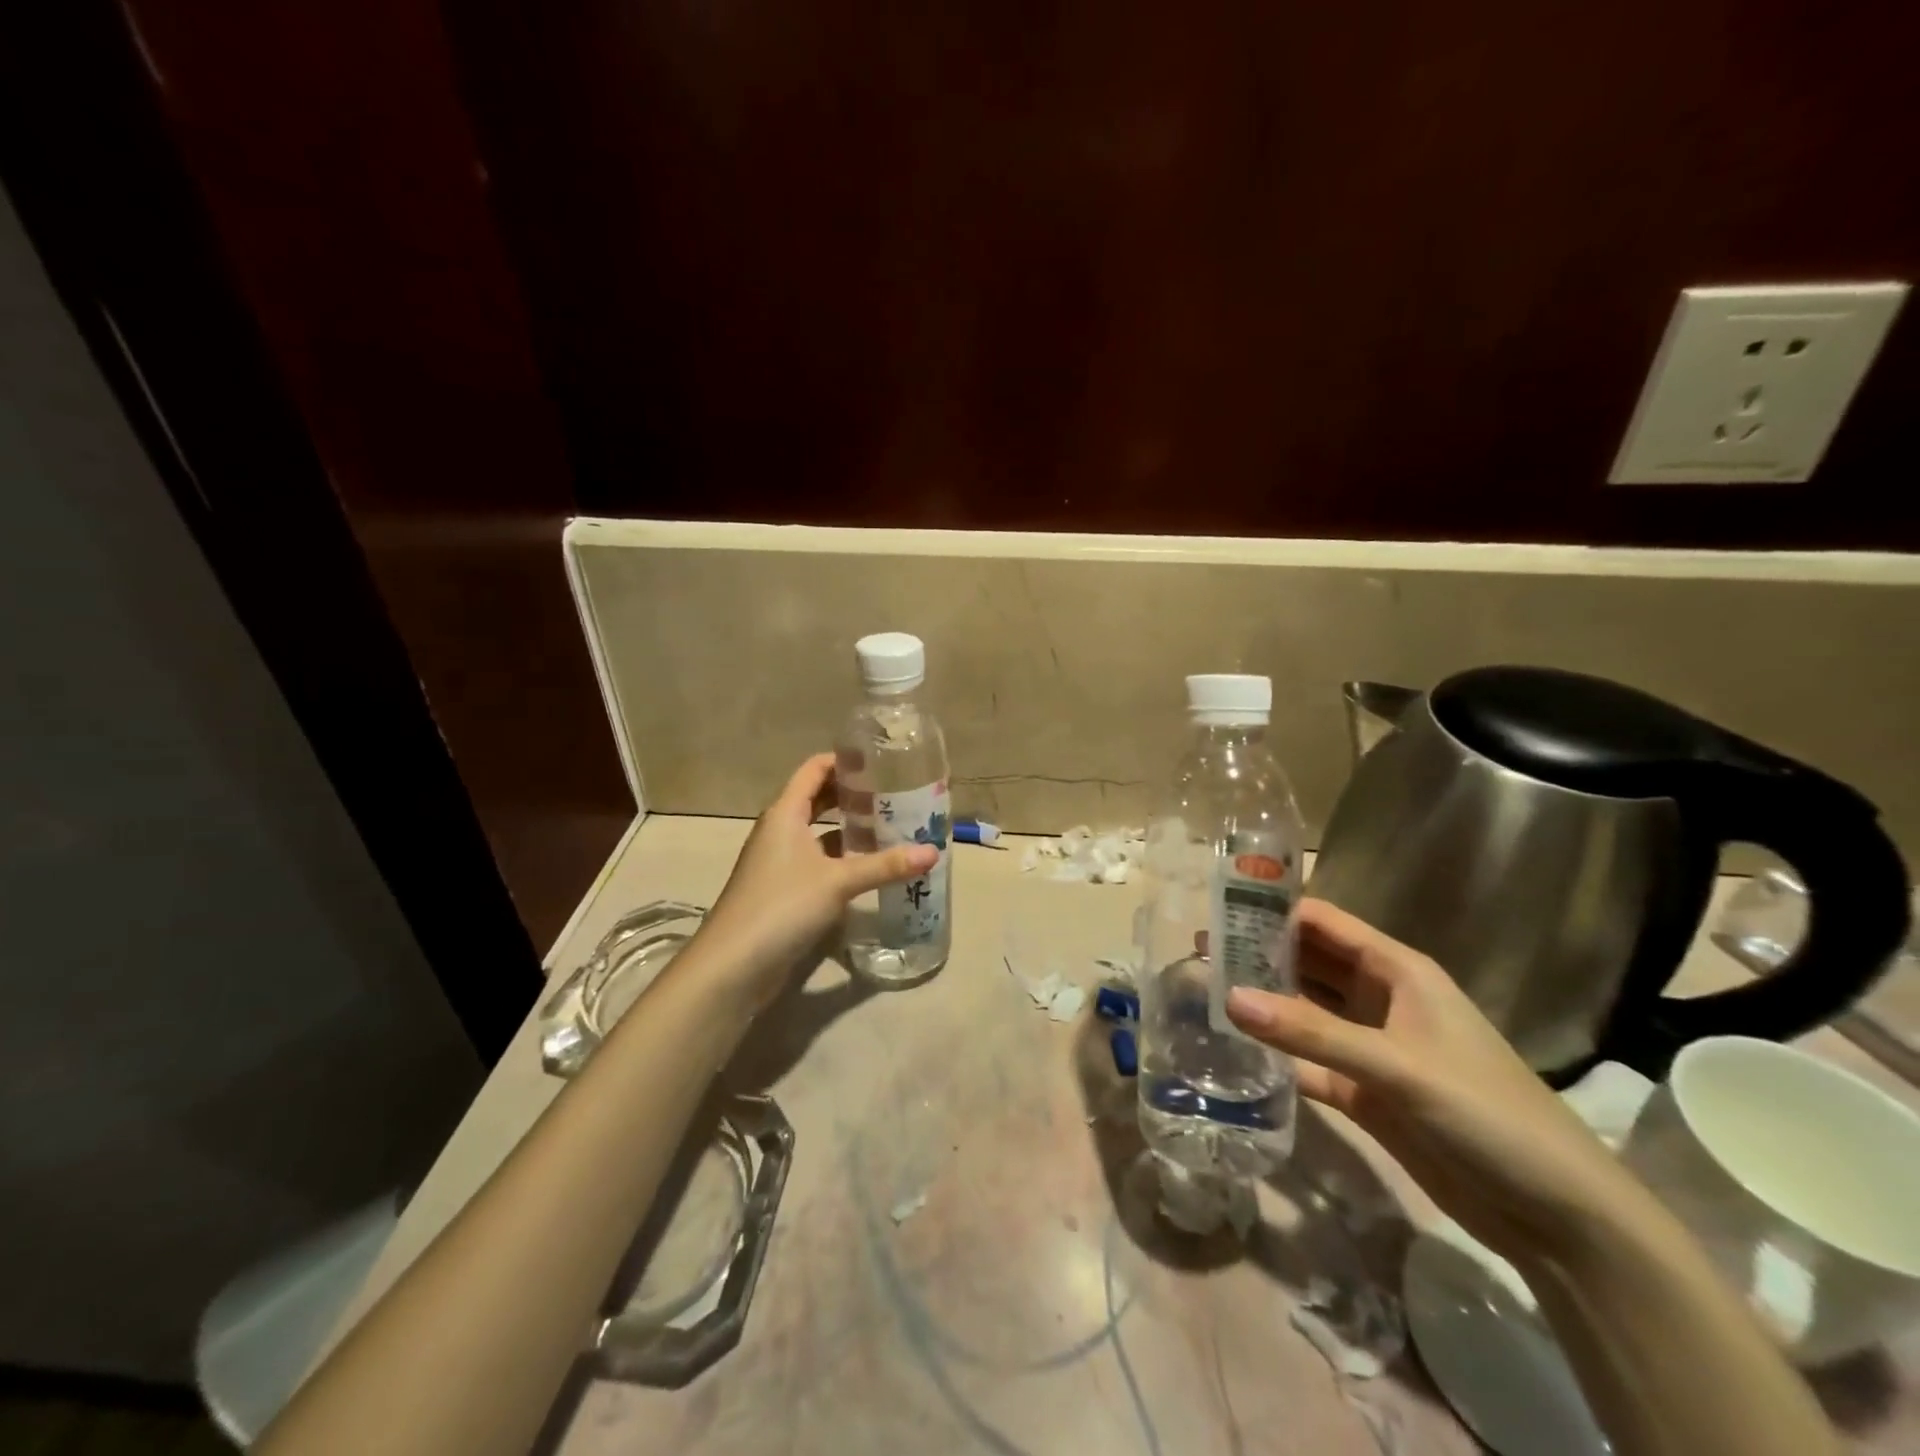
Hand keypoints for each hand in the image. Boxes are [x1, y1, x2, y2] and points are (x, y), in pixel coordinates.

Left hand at [696, 753, 936, 1005]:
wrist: (732, 965)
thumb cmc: (782, 906)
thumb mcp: (838, 881)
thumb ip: (885, 865)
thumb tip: (933, 852)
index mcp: (785, 814)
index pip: (814, 769)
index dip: (844, 761)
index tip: (881, 761)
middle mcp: (779, 831)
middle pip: (817, 799)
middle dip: (853, 795)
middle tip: (893, 794)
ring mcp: (778, 862)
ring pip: (818, 832)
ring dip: (849, 828)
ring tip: (890, 827)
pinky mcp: (783, 890)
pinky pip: (817, 861)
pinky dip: (841, 858)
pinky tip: (869, 867)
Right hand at [1226, 899, 1635, 1263]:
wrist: (1556, 1215)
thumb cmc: (1486, 1113)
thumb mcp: (1397, 1065)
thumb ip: (1311, 1031)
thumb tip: (1227, 996)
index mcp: (1397, 971)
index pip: (1324, 923)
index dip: (1273, 910)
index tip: (1216, 907)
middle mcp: (1380, 999)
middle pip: (1308, 962)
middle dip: (1258, 953)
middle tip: (1197, 951)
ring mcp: (1371, 1046)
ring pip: (1304, 1009)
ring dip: (1263, 1001)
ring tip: (1202, 990)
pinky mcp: (1364, 1091)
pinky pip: (1308, 1059)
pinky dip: (1276, 1054)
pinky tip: (1234, 1050)